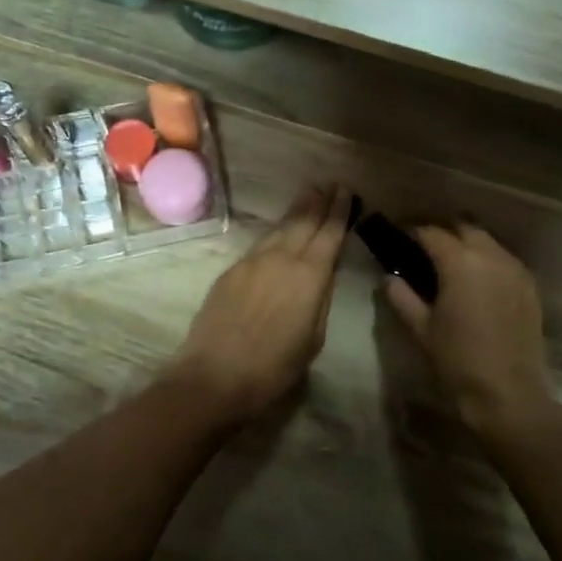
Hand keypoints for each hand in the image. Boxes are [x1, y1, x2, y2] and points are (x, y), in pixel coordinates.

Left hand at [167, 184, 350, 420]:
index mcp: (310, 276)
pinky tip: (279, 233)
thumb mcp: (313, 338)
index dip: (340, 211)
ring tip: (308, 196)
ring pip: (280, 228)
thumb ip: (320, 300)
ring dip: (296, 212)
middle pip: (303, 221)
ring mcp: (252, 261)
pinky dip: (275, 233)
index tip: (346, 191)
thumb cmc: (274, 367)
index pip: (329, 233)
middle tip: (329, 185)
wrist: (215, 375)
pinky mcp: (231, 270)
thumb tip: (323, 276)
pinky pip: (260, 244)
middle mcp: (282, 258)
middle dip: (318, 202)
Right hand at [383, 224, 555, 436]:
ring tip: (450, 260)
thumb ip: (402, 297)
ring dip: (468, 242)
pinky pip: (505, 259)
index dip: (413, 230)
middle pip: (464, 227)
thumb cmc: (458, 360)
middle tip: (424, 245)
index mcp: (460, 262)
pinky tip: (477, 278)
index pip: (432, 232)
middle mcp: (491, 256)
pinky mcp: (530, 286)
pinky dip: (488, 258)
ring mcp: (515, 269)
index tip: (400, 234)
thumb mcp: (421, 329)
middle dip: (443, 230)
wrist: (509, 394)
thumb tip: (389, 277)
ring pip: (488, 240)